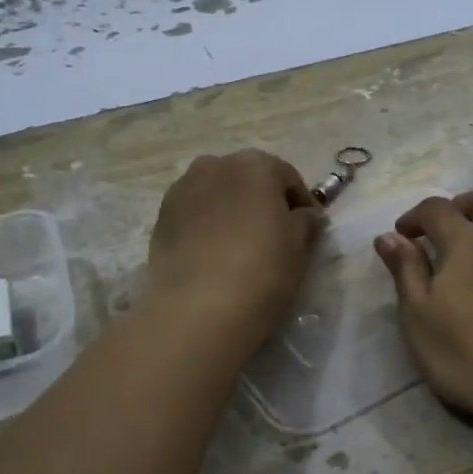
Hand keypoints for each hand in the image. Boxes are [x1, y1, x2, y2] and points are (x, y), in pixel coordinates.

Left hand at [147, 150, 323, 354]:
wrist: (199, 307)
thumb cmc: (262, 269)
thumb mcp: (298, 246)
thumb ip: (305, 222)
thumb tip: (306, 216)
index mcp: (255, 165)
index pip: (287, 177)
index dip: (302, 202)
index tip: (311, 228)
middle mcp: (216, 165)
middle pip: (248, 178)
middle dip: (263, 200)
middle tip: (275, 233)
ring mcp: (183, 189)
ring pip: (217, 193)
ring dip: (232, 209)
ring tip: (242, 243)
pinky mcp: (161, 217)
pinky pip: (195, 213)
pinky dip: (208, 224)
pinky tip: (215, 253)